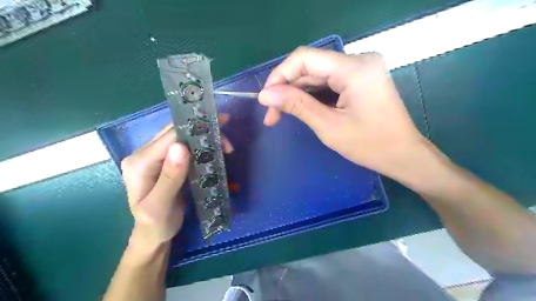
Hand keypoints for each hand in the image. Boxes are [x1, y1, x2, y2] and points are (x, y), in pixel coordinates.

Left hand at [120, 115, 230, 246]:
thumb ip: (170, 178)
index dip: (195, 130)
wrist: (153, 234)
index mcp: (140, 163)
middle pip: (176, 132)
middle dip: (203, 132)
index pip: (170, 137)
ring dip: (205, 138)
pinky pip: (185, 147)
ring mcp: (155, 157)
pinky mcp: (166, 161)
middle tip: (227, 142)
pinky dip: (202, 146)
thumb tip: (181, 146)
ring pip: (182, 137)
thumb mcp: (160, 206)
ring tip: (225, 147)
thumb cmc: (156, 224)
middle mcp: (144, 154)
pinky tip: (215, 150)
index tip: (220, 131)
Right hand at [257, 48, 430, 182]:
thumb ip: (296, 105)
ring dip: (297, 94)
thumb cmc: (370, 145)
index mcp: (354, 68)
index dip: (279, 76)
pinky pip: (328, 82)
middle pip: (309, 67)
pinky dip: (311, 96)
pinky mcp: (359, 79)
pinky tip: (300, 109)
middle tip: (271, 115)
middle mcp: (358, 60)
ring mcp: (360, 69)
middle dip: (287, 90)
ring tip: (280, 115)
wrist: (403, 155)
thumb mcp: (328, 126)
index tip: (265, 98)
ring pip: (316, 75)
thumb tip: (265, 95)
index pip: (304, 58)